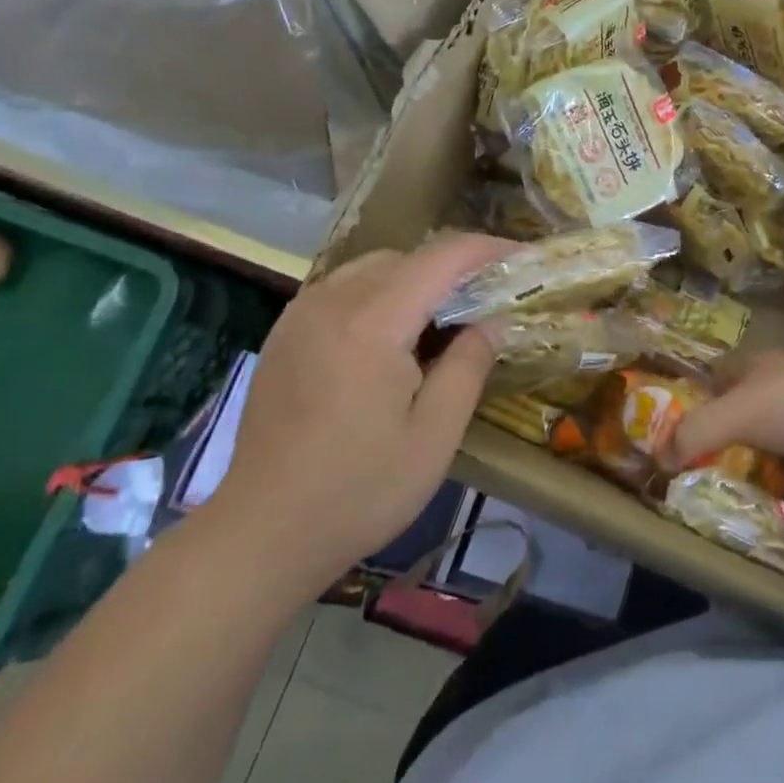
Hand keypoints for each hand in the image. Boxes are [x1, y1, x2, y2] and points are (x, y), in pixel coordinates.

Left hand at [200, 234, 514, 591]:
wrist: (262, 533)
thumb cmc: (359, 490)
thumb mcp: (434, 435)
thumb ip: (469, 366)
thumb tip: (492, 322)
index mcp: (372, 322)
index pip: (441, 257)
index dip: (487, 249)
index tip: (522, 257)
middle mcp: (332, 301)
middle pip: (407, 258)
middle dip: (453, 269)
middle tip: (486, 303)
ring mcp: (301, 314)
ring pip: (373, 268)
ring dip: (415, 280)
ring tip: (440, 322)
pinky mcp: (284, 332)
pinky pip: (343, 289)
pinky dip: (379, 294)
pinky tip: (389, 339)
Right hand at [660, 350, 783, 496]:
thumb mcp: (735, 413)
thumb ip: (694, 433)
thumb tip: (657, 458)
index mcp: (760, 364)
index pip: (721, 373)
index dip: (701, 393)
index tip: (682, 422)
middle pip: (749, 404)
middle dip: (731, 428)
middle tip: (706, 459)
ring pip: (777, 432)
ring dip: (763, 452)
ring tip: (739, 479)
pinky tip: (781, 489)